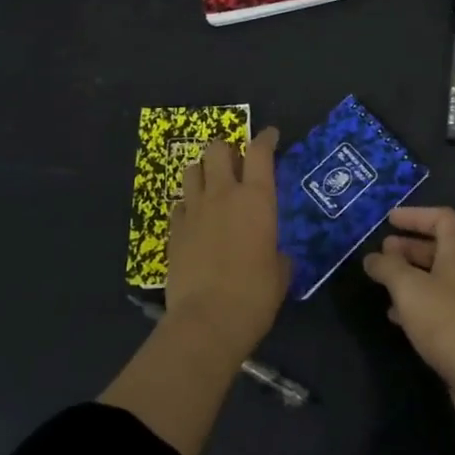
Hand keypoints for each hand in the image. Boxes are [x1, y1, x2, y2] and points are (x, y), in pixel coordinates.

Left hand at [165, 128, 288, 361]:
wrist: (208, 319)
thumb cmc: (255, 294)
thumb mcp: (280, 272)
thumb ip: (277, 252)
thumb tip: (274, 253)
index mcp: (256, 198)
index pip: (260, 152)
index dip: (265, 138)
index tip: (270, 135)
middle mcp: (223, 194)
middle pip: (218, 150)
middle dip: (226, 148)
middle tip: (234, 160)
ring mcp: (194, 210)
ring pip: (192, 170)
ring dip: (202, 171)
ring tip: (210, 183)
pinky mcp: (173, 230)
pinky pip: (179, 204)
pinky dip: (187, 204)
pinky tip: (193, 217)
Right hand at [364, 206, 454, 426]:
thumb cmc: (447, 320)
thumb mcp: (409, 288)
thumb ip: (388, 268)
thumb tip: (373, 258)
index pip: (442, 218)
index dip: (416, 215)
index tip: (389, 221)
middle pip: (439, 248)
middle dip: (409, 247)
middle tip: (382, 252)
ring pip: (436, 279)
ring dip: (410, 276)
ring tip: (384, 282)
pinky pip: (438, 306)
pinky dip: (416, 304)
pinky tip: (396, 317)